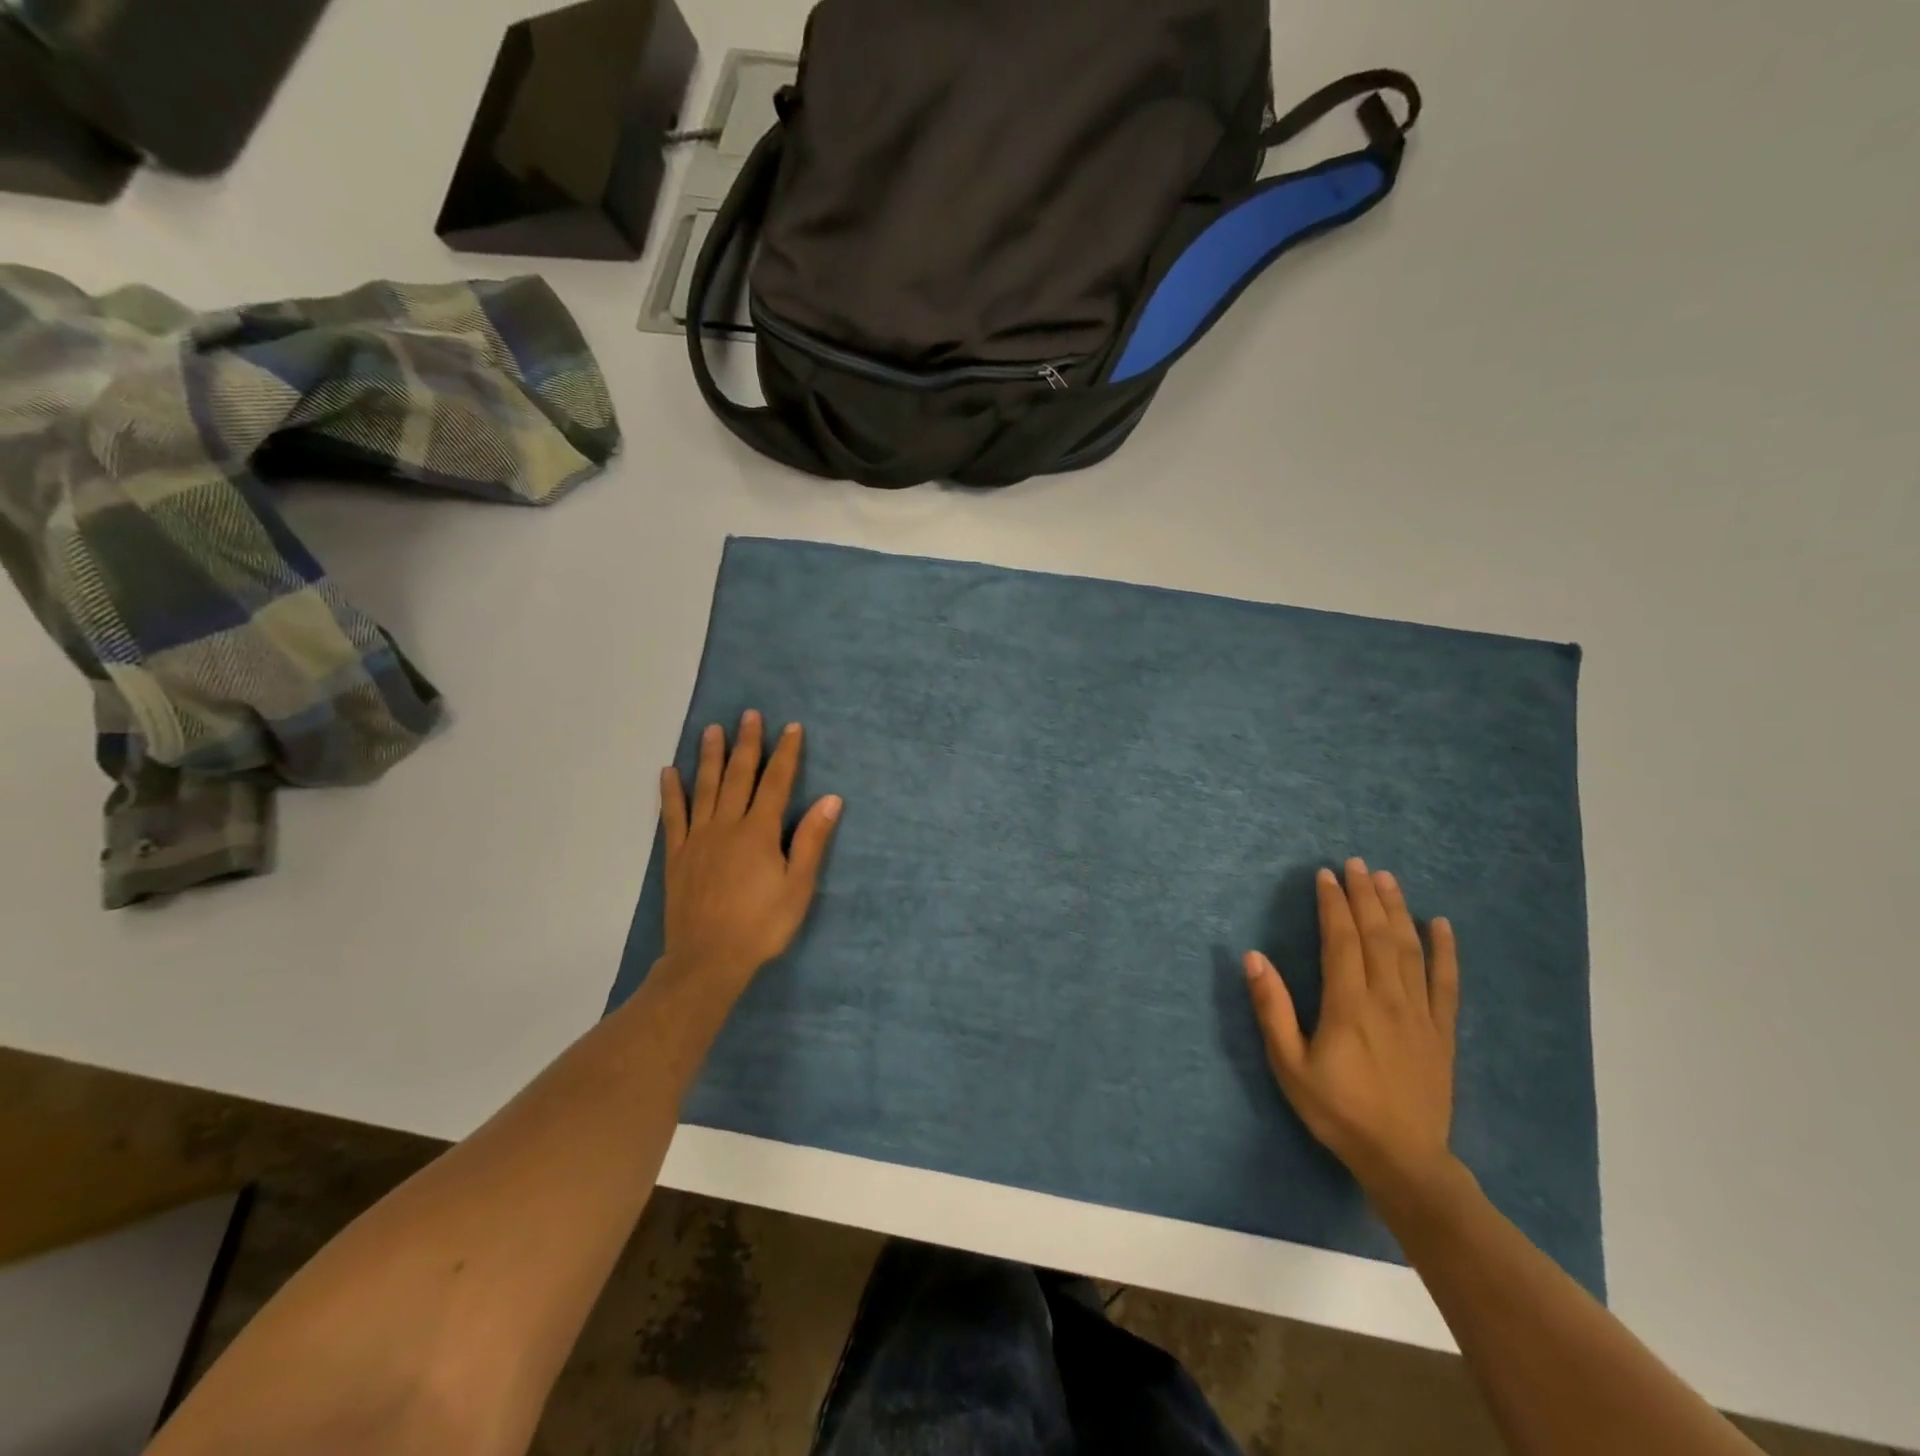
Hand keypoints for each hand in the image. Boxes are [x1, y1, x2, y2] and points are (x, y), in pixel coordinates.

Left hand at [658, 711, 841, 990]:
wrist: (708, 959)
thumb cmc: (761, 925)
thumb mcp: (798, 886)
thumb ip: (811, 840)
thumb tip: (831, 799)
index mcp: (760, 832)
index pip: (777, 783)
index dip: (786, 754)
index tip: (792, 727)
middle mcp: (727, 825)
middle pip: (739, 776)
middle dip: (747, 744)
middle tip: (750, 714)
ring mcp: (698, 838)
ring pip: (705, 787)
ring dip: (710, 756)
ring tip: (712, 729)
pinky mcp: (677, 855)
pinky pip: (672, 816)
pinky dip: (671, 792)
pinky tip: (669, 772)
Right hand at [1244, 859, 1460, 1211]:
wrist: (1403, 1160)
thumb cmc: (1337, 1110)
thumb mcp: (1289, 1064)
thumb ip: (1272, 1009)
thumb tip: (1254, 957)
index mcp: (1348, 1004)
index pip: (1341, 939)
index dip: (1333, 904)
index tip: (1325, 875)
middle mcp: (1387, 998)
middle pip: (1377, 935)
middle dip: (1364, 895)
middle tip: (1355, 863)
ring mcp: (1420, 1013)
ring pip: (1409, 949)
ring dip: (1397, 910)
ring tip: (1386, 879)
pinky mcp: (1441, 1031)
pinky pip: (1446, 982)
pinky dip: (1444, 950)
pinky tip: (1440, 925)